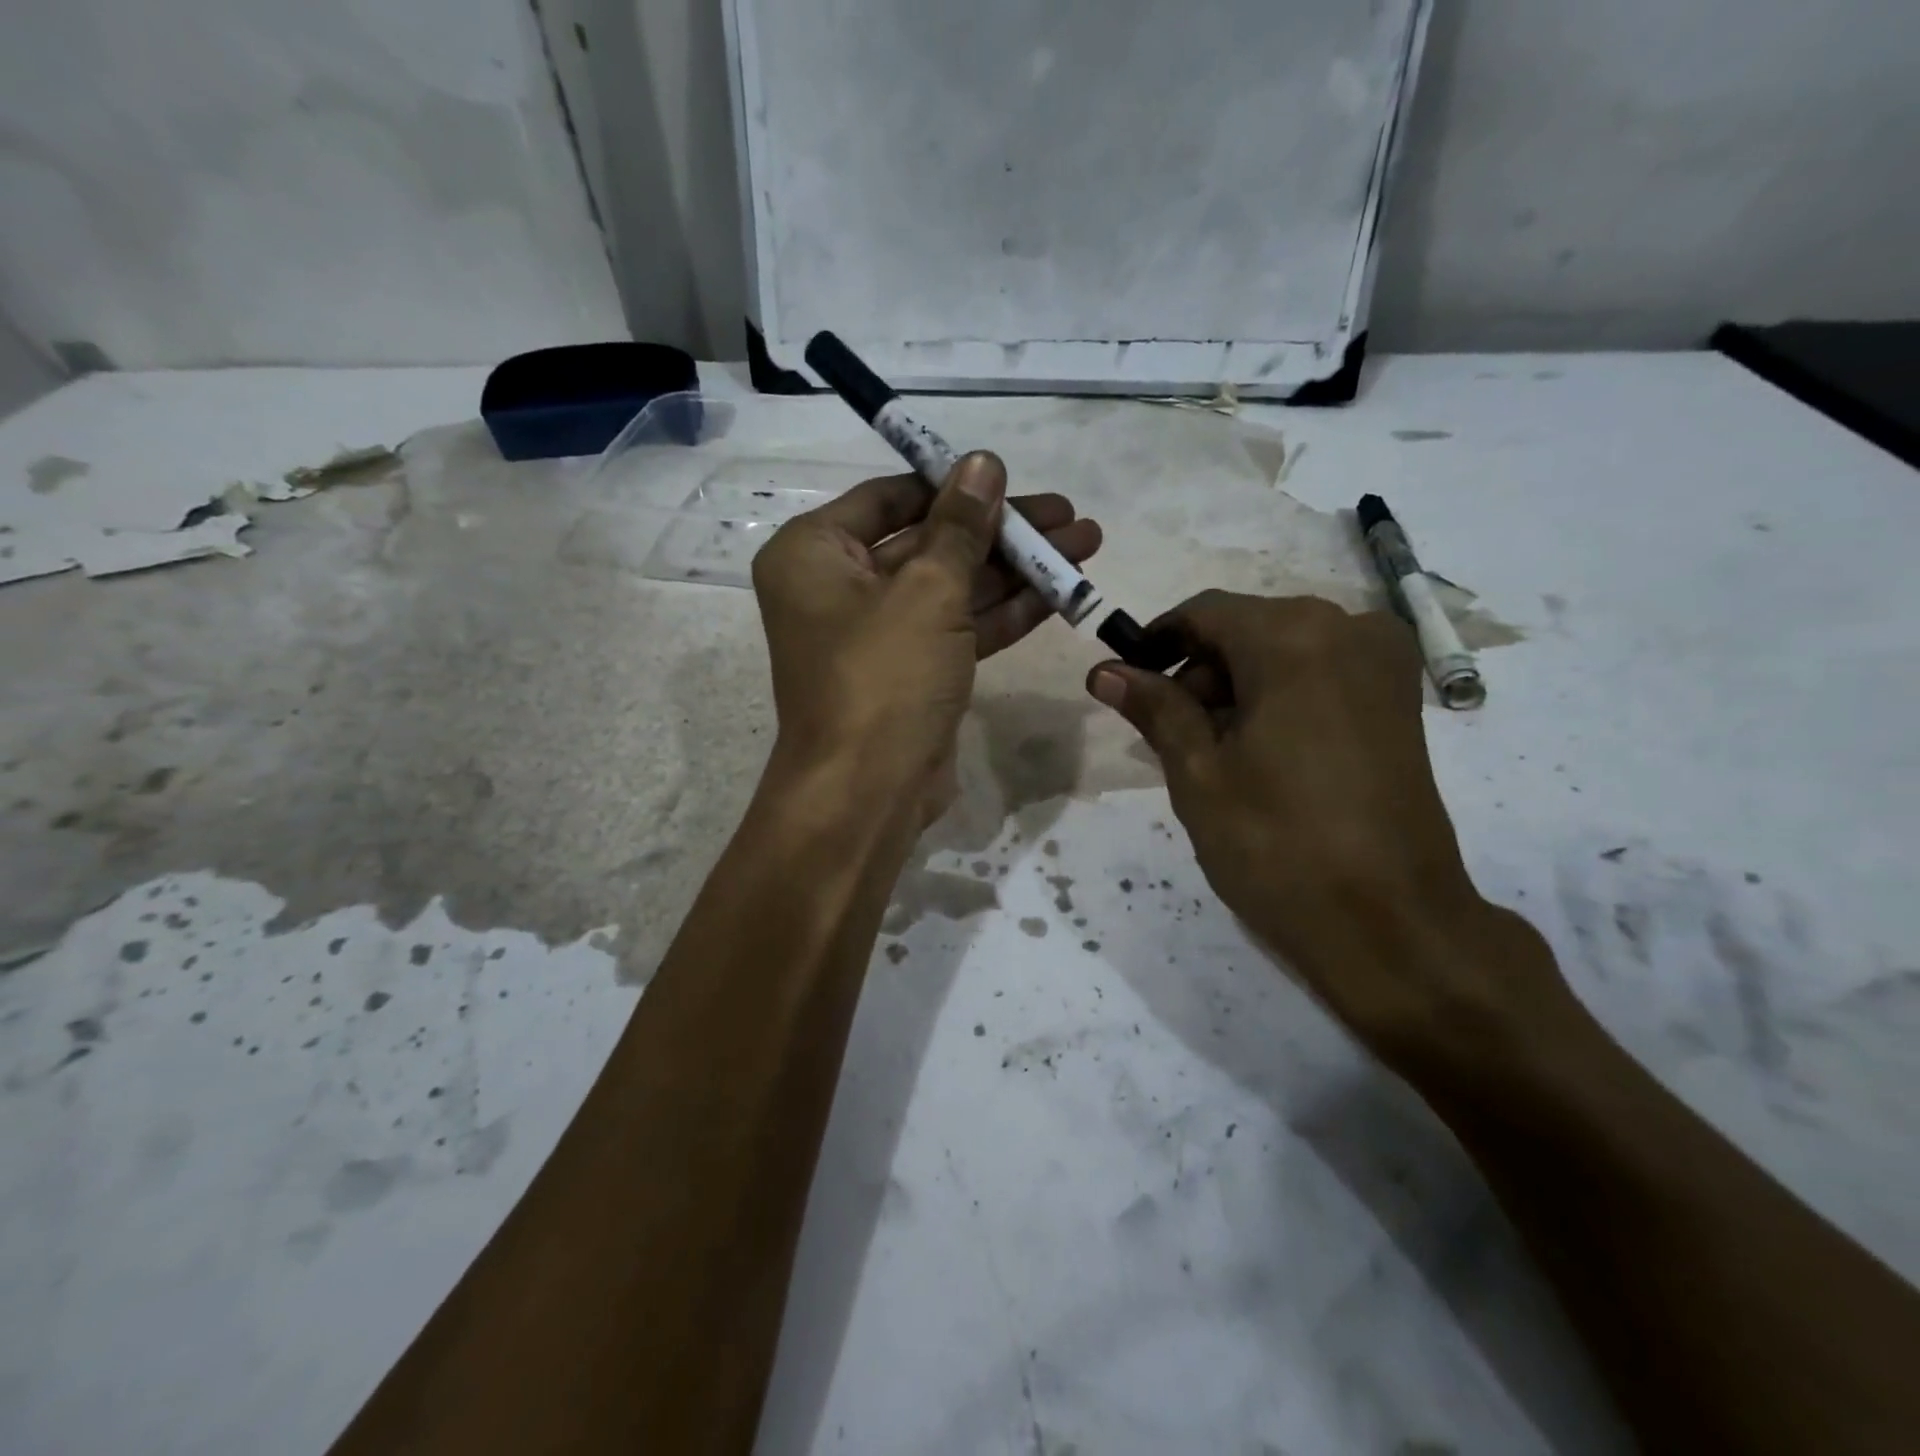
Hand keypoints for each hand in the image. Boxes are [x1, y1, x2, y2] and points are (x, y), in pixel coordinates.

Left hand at [753, 452, 1100, 824]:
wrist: (868, 794)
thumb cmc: (883, 677)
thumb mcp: (928, 591)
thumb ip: (960, 526)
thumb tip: (983, 463)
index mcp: (814, 554)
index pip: (890, 498)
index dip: (953, 486)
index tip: (1010, 478)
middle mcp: (839, 588)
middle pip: (930, 543)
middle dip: (1001, 532)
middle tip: (1068, 516)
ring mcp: (878, 634)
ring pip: (952, 588)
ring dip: (1015, 570)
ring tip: (1084, 545)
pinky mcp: (911, 672)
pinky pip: (958, 628)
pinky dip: (1004, 612)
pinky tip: (1060, 592)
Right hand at [1085, 591, 1572, 1065]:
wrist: (1393, 923)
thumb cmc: (1278, 843)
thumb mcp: (1199, 773)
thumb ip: (1154, 708)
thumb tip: (1105, 671)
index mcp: (1294, 637)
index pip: (1204, 613)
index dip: (1156, 642)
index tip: (1125, 683)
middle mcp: (1348, 628)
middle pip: (1246, 629)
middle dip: (1199, 673)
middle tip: (1167, 736)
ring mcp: (1383, 663)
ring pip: (1283, 652)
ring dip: (1237, 689)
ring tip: (1212, 756)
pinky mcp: (1400, 700)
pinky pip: (1320, 674)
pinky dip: (1278, 698)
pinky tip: (1260, 755)